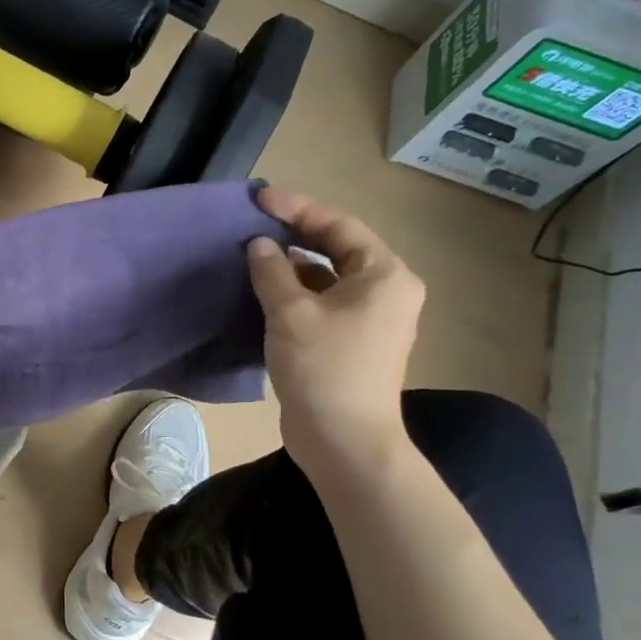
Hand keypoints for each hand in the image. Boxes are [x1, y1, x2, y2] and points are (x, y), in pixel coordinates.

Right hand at [246, 185, 424, 471]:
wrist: (343, 441)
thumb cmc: (324, 368)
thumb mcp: (290, 312)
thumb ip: (272, 271)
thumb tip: (259, 245)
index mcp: (384, 275)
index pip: (339, 226)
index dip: (297, 208)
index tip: (259, 198)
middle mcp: (386, 291)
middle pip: (338, 247)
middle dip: (296, 233)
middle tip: (255, 220)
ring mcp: (372, 318)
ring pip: (329, 276)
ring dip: (293, 264)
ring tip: (254, 252)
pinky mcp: (353, 341)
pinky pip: (324, 301)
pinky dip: (296, 291)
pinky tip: (266, 290)